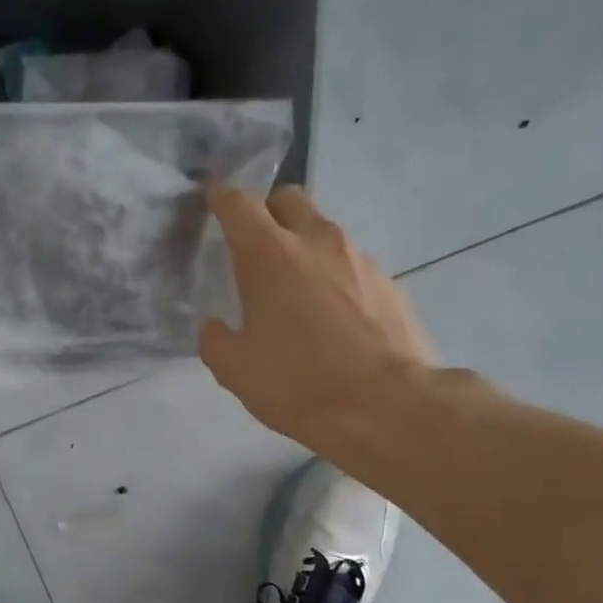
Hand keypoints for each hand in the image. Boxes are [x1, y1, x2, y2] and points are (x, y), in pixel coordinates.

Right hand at [199, 184, 436, 455]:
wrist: (387, 404)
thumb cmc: (300, 384)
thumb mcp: (236, 372)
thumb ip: (216, 341)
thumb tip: (215, 327)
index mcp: (270, 256)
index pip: (240, 205)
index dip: (222, 198)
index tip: (213, 198)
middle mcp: (317, 242)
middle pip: (289, 199)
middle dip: (268, 211)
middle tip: (255, 244)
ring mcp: (360, 258)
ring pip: (323, 231)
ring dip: (303, 246)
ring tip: (294, 289)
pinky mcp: (389, 281)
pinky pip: (351, 264)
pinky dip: (333, 276)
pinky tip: (330, 316)